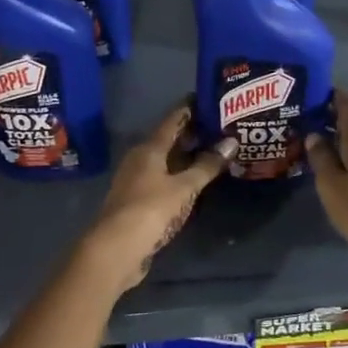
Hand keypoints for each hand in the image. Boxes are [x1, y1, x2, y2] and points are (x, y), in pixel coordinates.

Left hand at [76, 105, 236, 290]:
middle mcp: (140, 159)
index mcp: (149, 148)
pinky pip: (164, 179)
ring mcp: (137, 181)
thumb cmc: (151, 210)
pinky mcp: (139, 202)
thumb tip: (231, 142)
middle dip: (194, 132)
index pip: (173, 118)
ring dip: (188, 156)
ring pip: (167, 160)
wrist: (115, 250)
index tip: (212, 97)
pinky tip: (197, 180)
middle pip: (170, 139)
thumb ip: (207, 165)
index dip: (191, 107)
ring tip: (216, 151)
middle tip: (223, 126)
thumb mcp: (184, 187)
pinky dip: (181, 175)